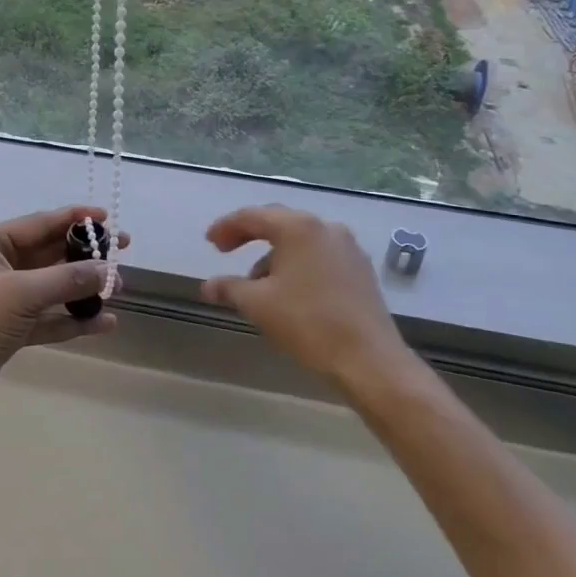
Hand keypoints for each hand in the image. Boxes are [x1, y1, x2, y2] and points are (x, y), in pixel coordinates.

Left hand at [0, 206, 128, 414]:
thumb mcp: (21, 294)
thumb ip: (67, 280)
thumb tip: (108, 271)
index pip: (39, 223)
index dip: (75, 219)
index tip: (108, 218)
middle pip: (49, 253)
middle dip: (85, 255)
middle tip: (122, 251)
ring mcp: (3, 297)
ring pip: (51, 286)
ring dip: (82, 288)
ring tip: (119, 288)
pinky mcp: (10, 327)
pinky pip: (48, 316)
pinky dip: (72, 319)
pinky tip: (104, 323)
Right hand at [201, 205, 414, 390]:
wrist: (368, 360)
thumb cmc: (307, 323)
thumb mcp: (257, 304)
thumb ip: (229, 287)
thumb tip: (207, 285)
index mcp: (298, 228)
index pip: (252, 216)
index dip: (226, 227)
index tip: (209, 243)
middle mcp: (326, 228)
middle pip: (279, 223)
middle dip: (249, 236)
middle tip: (226, 251)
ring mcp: (348, 248)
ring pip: (301, 241)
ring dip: (274, 255)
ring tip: (256, 284)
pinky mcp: (361, 270)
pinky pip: (319, 256)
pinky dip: (297, 265)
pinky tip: (288, 292)